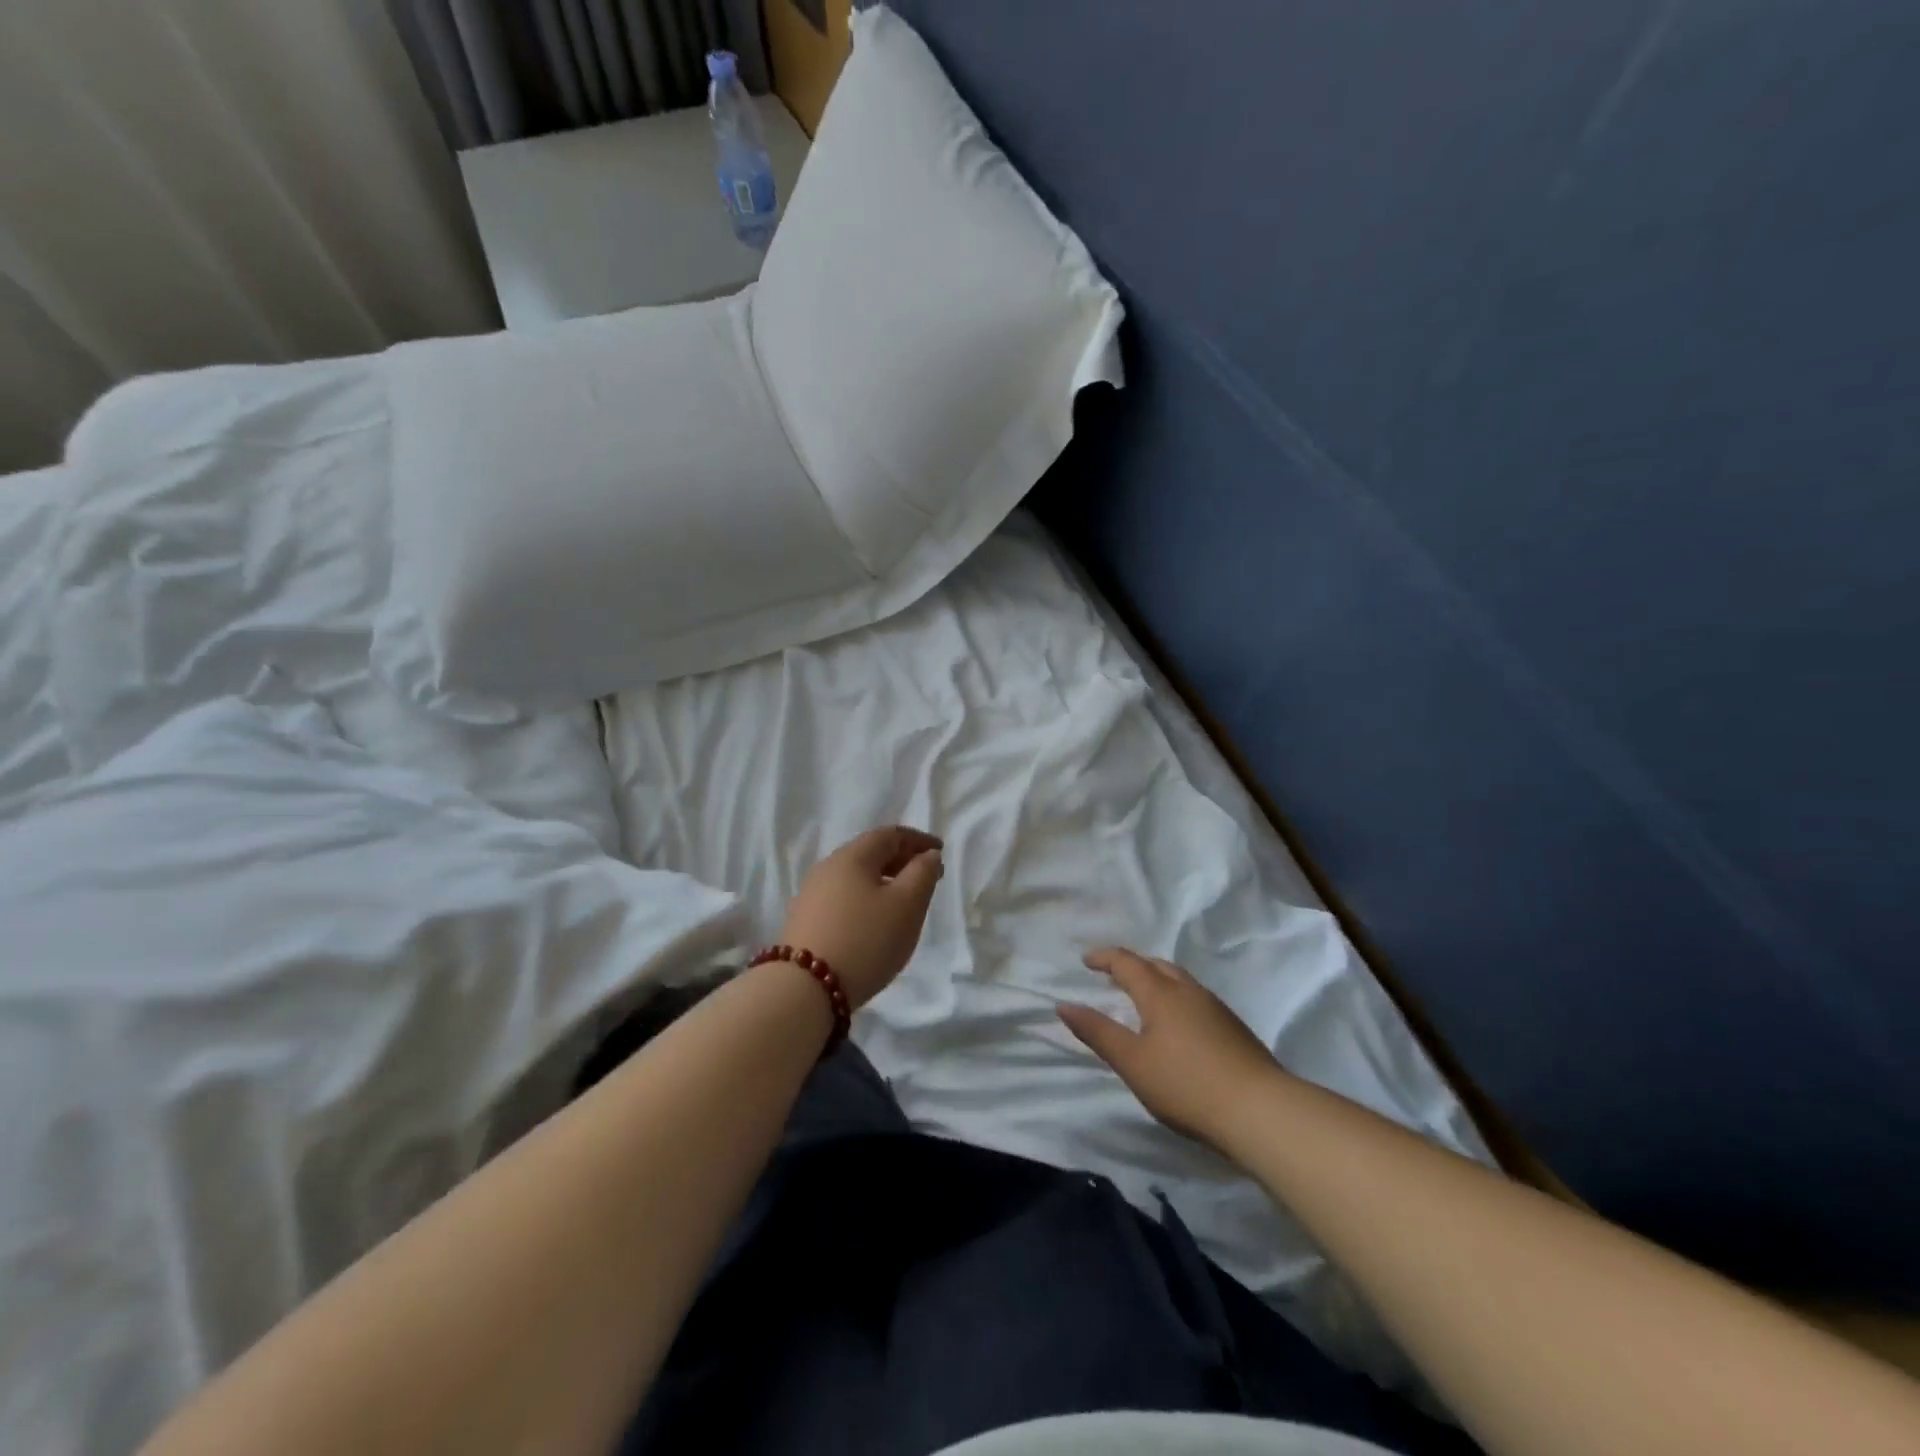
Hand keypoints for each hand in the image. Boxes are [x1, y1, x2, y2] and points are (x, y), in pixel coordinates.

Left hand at [778, 827, 943, 1007]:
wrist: (804, 989)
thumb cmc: (865, 940)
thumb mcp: (907, 905)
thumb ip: (923, 874)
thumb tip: (927, 856)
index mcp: (852, 856)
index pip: (889, 835)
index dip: (918, 840)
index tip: (939, 852)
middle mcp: (827, 867)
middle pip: (870, 853)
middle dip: (901, 860)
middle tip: (926, 877)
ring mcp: (811, 894)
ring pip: (855, 877)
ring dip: (883, 881)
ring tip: (903, 901)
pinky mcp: (804, 920)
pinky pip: (843, 897)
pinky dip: (865, 899)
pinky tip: (874, 921)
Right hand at [1058, 947, 1283, 1149]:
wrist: (1260, 1110)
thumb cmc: (1186, 1084)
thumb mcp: (1132, 1062)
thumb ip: (1098, 1032)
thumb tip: (1064, 1005)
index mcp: (1160, 993)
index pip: (1127, 963)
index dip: (1104, 958)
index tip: (1086, 960)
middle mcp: (1188, 991)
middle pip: (1156, 964)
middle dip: (1131, 964)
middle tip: (1112, 974)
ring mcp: (1215, 1008)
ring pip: (1179, 979)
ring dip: (1155, 978)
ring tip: (1142, 995)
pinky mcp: (1233, 1028)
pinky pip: (1194, 997)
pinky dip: (1174, 996)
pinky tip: (1176, 1022)